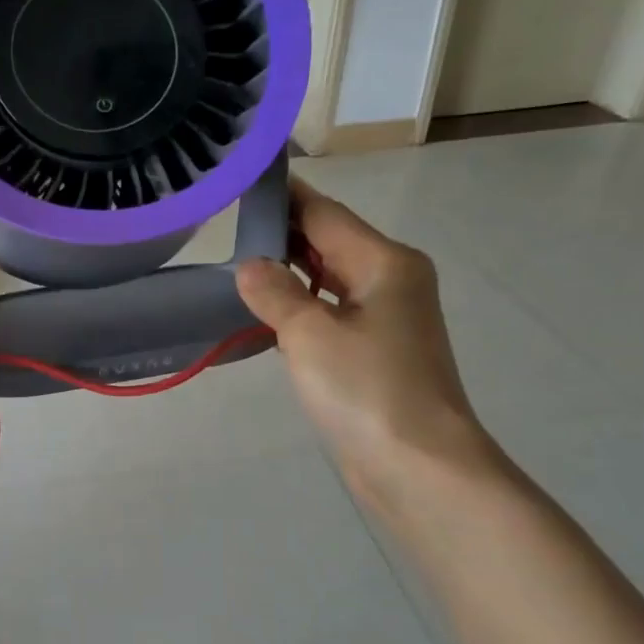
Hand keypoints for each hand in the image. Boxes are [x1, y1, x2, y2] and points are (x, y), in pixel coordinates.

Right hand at [235, 180, 494, 506]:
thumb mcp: (310, 334)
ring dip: (289, 269)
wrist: (419, 468)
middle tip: (225, 219)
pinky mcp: (376, 353)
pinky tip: (265, 310)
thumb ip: (275, 293)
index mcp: (385, 263)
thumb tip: (250, 266)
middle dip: (283, 231)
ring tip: (235, 258)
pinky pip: (330, 312)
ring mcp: (386, 319)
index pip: (325, 213)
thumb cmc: (367, 391)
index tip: (244, 175)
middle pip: (330, 242)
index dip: (286, 194)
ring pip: (329, 279)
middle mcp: (391, 281)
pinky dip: (300, 305)